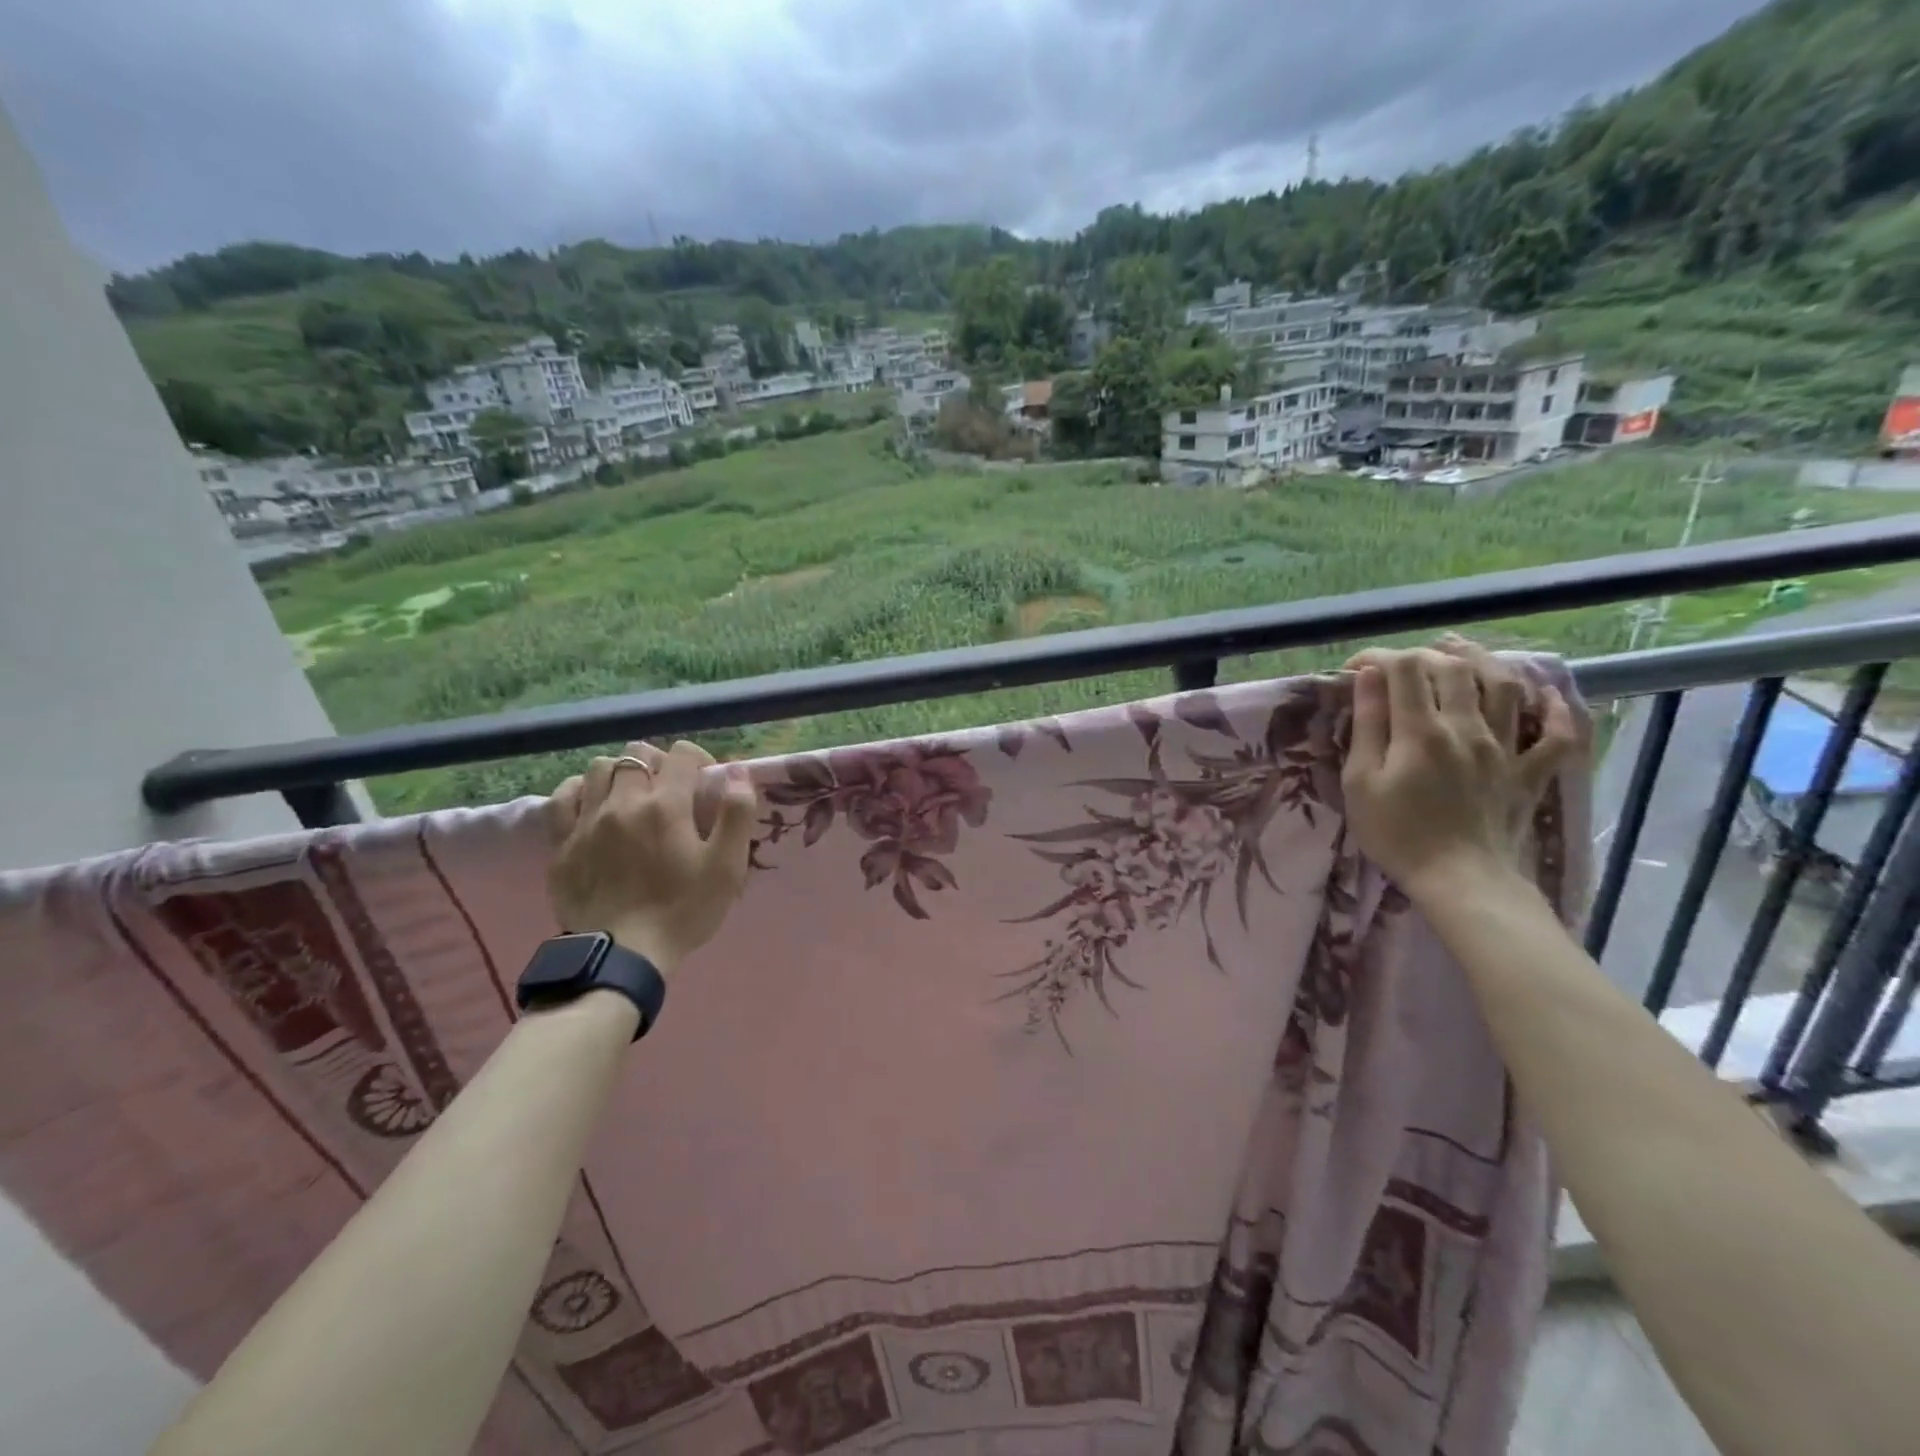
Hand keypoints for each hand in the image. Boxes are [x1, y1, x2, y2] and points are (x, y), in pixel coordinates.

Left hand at [547, 740, 757, 972]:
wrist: (622, 955)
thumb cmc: (683, 910)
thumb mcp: (727, 867)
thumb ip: (737, 814)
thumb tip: (737, 771)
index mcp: (666, 805)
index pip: (682, 754)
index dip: (699, 759)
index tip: (706, 782)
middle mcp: (623, 802)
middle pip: (638, 754)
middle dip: (659, 763)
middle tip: (671, 790)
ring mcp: (587, 821)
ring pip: (599, 768)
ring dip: (621, 773)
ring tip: (633, 796)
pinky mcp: (561, 844)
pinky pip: (562, 797)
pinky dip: (580, 791)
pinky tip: (594, 805)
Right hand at [1339, 636, 1577, 902]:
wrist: (1460, 880)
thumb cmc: (1397, 834)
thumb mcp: (1361, 782)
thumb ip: (1368, 726)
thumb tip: (1368, 677)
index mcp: (1422, 731)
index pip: (1404, 670)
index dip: (1379, 657)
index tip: (1356, 668)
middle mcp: (1469, 728)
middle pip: (1454, 668)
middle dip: (1424, 654)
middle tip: (1401, 664)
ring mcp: (1506, 748)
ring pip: (1506, 686)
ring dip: (1483, 660)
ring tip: (1462, 651)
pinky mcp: (1530, 772)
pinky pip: (1556, 735)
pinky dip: (1555, 710)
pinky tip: (1546, 694)